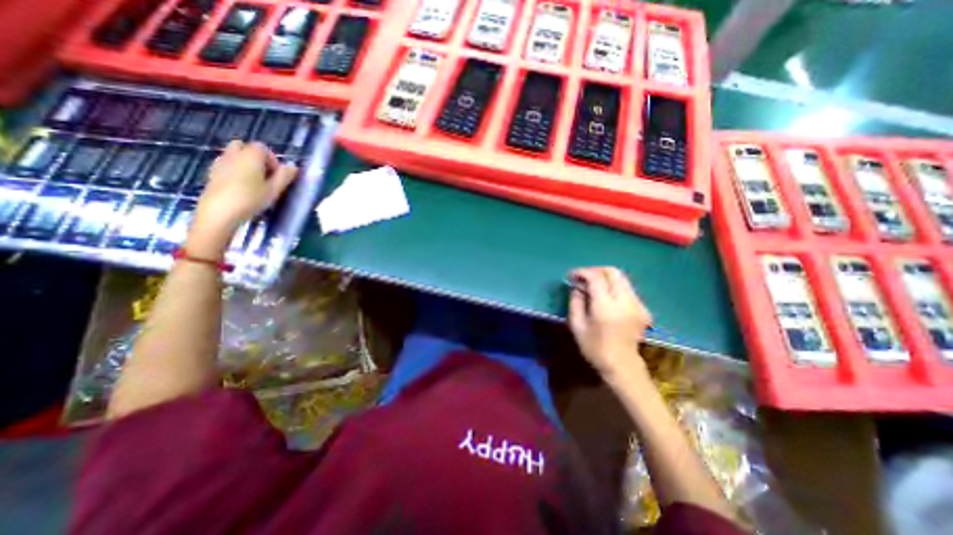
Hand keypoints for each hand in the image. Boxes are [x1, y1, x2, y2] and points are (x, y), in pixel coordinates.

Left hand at [190, 141, 296, 256]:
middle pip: (245, 147)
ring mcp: (219, 163)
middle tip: (265, 177)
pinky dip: (234, 170)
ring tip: (254, 183)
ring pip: (234, 155)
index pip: (263, 148)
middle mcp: (233, 154)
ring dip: (245, 164)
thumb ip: (285, 176)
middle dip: (256, 158)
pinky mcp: (211, 173)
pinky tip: (240, 187)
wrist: (220, 213)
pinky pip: (225, 164)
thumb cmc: (251, 200)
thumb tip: (294, 167)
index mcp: (250, 156)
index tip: (277, 176)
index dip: (273, 160)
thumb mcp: (274, 190)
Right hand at [569, 266, 650, 379]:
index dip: (582, 272)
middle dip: (595, 270)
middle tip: (583, 278)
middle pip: (613, 272)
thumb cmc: (594, 347)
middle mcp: (625, 302)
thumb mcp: (576, 325)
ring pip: (622, 278)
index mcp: (606, 308)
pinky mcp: (643, 308)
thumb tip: (577, 286)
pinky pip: (627, 288)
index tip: (572, 276)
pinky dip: (614, 286)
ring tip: (592, 286)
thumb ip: (575, 301)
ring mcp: (637, 304)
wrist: (622, 365)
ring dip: (605, 277)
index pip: (596, 278)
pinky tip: (605, 296)